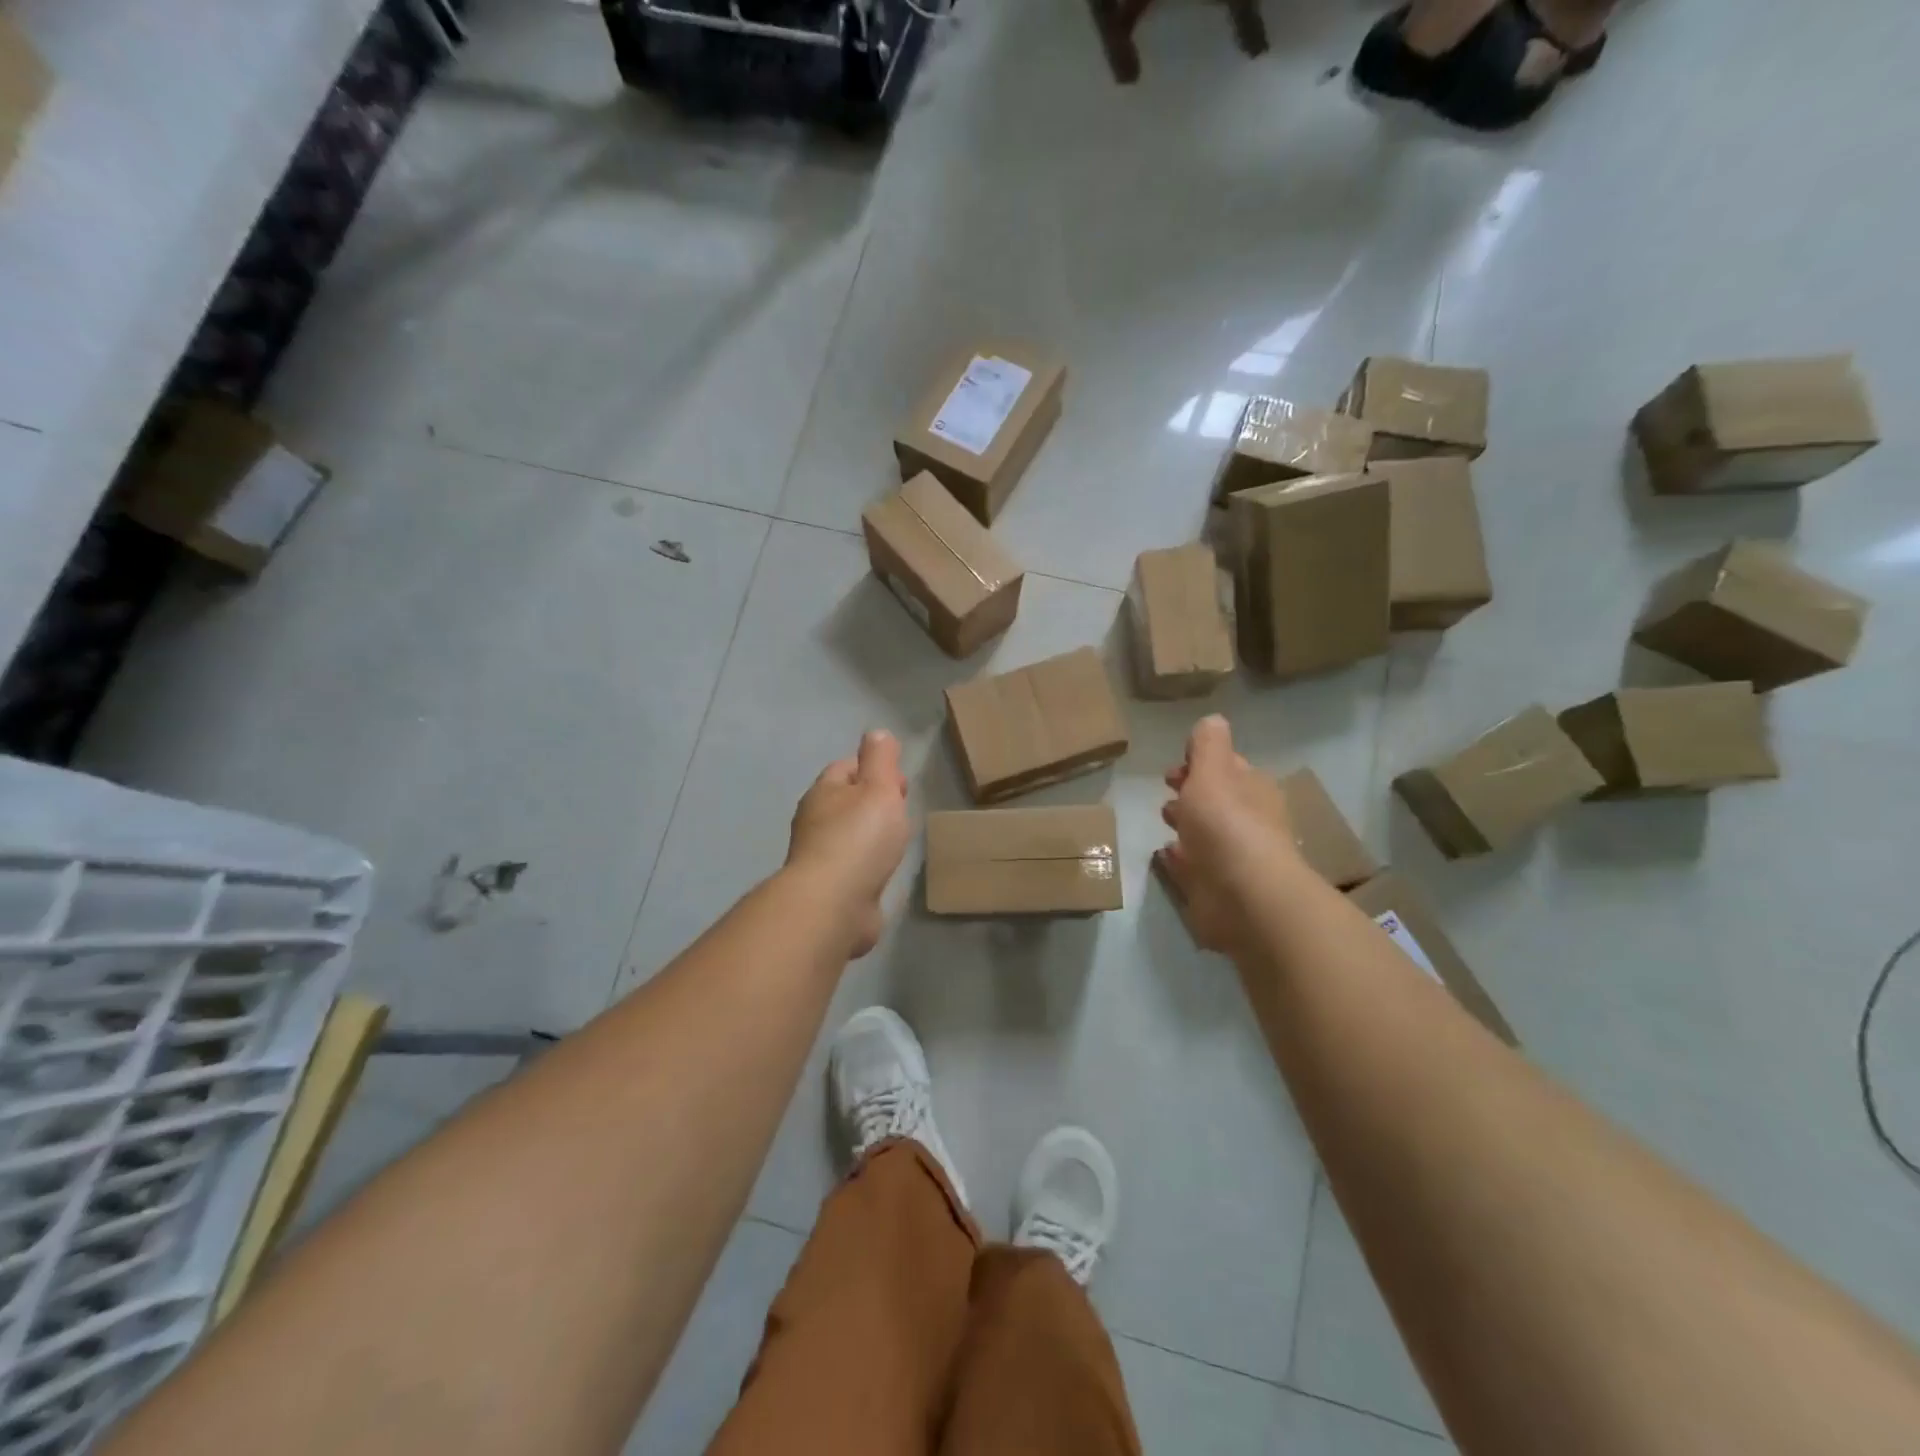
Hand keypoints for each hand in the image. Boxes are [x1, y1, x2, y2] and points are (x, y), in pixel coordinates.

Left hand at [786, 730, 911, 957]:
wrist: (833, 905)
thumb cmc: (859, 839)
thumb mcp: (878, 788)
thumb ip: (880, 759)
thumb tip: (876, 733)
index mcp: (823, 792)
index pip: (846, 768)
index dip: (873, 768)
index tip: (900, 782)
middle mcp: (814, 822)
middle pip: (846, 801)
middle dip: (872, 801)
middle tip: (901, 809)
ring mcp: (819, 858)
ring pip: (848, 835)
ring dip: (870, 834)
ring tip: (896, 840)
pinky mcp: (828, 889)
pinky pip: (851, 866)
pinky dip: (867, 863)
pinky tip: (882, 871)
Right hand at [1155, 715, 1303, 956]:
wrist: (1244, 897)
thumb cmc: (1226, 824)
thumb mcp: (1213, 770)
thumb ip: (1208, 744)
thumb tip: (1212, 720)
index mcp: (1252, 790)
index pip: (1229, 768)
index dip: (1203, 762)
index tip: (1177, 764)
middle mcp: (1247, 822)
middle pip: (1217, 800)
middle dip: (1193, 792)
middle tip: (1168, 788)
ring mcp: (1232, 859)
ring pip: (1205, 834)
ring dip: (1186, 825)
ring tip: (1164, 821)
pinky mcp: (1215, 890)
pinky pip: (1192, 867)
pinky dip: (1179, 858)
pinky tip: (1165, 854)